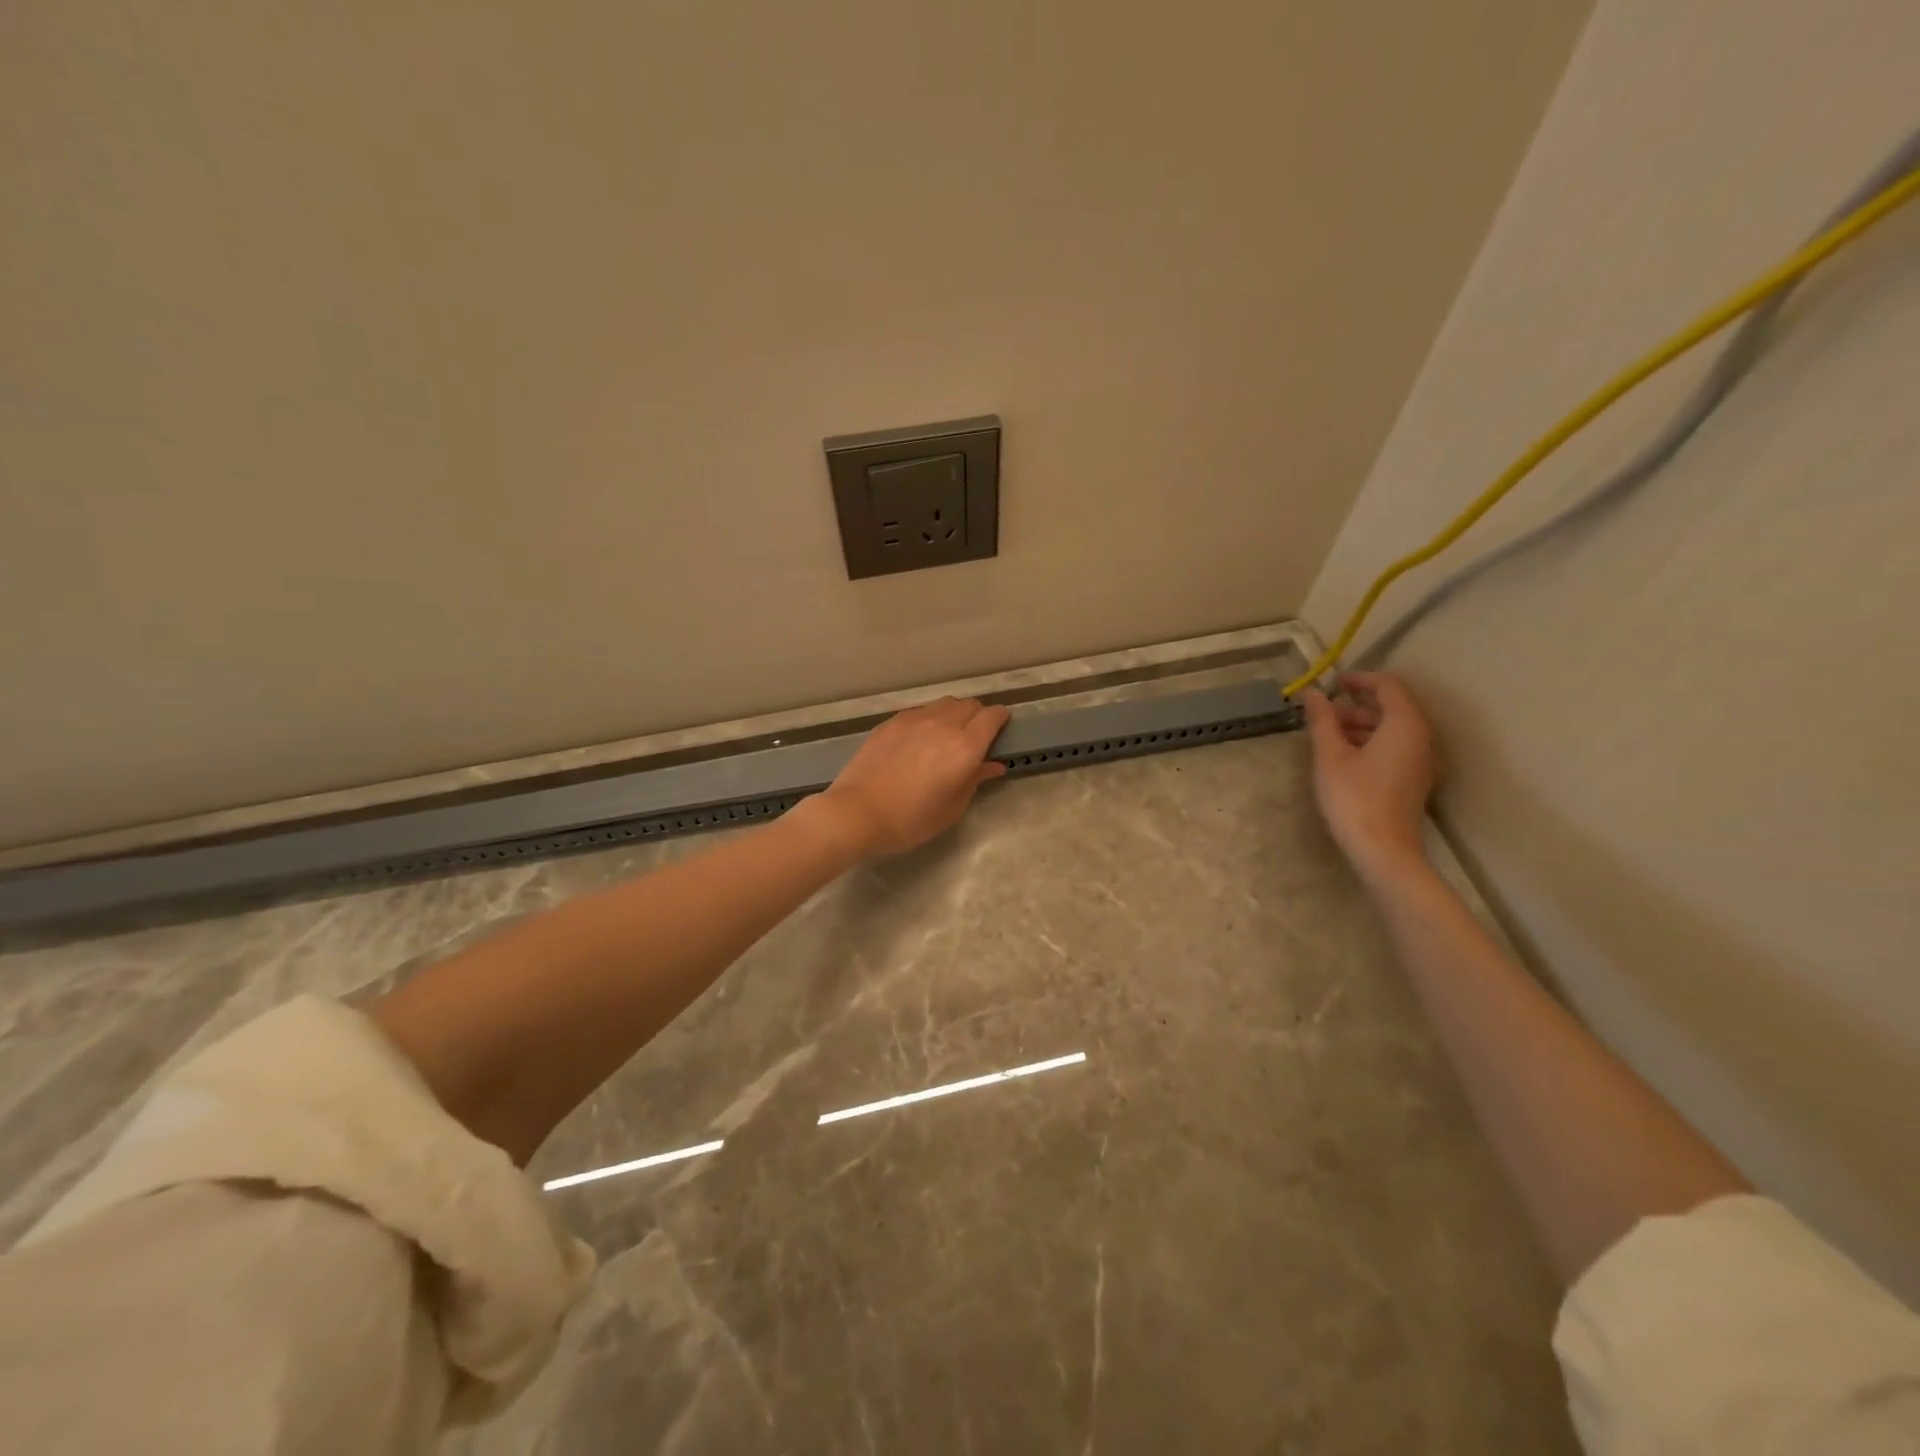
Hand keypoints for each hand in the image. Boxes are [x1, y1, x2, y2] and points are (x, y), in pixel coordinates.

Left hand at [818, 697, 1010, 856]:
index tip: (1001, 730)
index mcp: (965, 747)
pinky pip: (920, 711)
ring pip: (945, 703)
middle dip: (979, 716)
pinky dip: (930, 718)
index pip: (992, 716)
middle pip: (970, 705)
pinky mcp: (891, 722)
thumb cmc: (910, 819)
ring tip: (948, 735)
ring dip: (955, 714)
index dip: (1001, 719)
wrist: (857, 812)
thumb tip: (994, 765)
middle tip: (975, 737)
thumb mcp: (952, 808)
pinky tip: (920, 738)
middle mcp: (943, 724)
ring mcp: (914, 719)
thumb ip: (975, 780)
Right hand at [1300, 671, 1437, 880]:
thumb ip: (1322, 720)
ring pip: (1391, 728)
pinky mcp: (1413, 778)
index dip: (1359, 679)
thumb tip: (1312, 692)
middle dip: (1356, 703)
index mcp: (1404, 724)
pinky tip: (1342, 755)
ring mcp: (1420, 760)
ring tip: (1326, 734)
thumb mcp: (1330, 755)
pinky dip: (1369, 741)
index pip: (1387, 686)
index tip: (1331, 681)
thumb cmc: (1354, 797)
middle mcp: (1420, 737)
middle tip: (1322, 711)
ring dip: (1360, 724)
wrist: (1384, 851)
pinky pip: (1393, 747)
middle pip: (1391, 706)